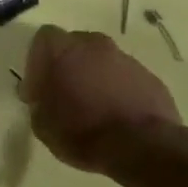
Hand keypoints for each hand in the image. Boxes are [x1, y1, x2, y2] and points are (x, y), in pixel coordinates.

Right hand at [19, 25, 187, 172]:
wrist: (141, 148)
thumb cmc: (81, 132)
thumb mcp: (42, 124)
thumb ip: (39, 102)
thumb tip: (43, 97)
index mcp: (63, 50)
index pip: (43, 39)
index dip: (37, 62)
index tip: (38, 88)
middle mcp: (95, 45)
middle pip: (75, 45)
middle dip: (68, 65)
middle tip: (64, 94)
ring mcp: (126, 60)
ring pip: (103, 62)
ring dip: (95, 78)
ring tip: (93, 108)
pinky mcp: (150, 78)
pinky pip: (126, 79)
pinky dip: (118, 91)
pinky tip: (116, 116)